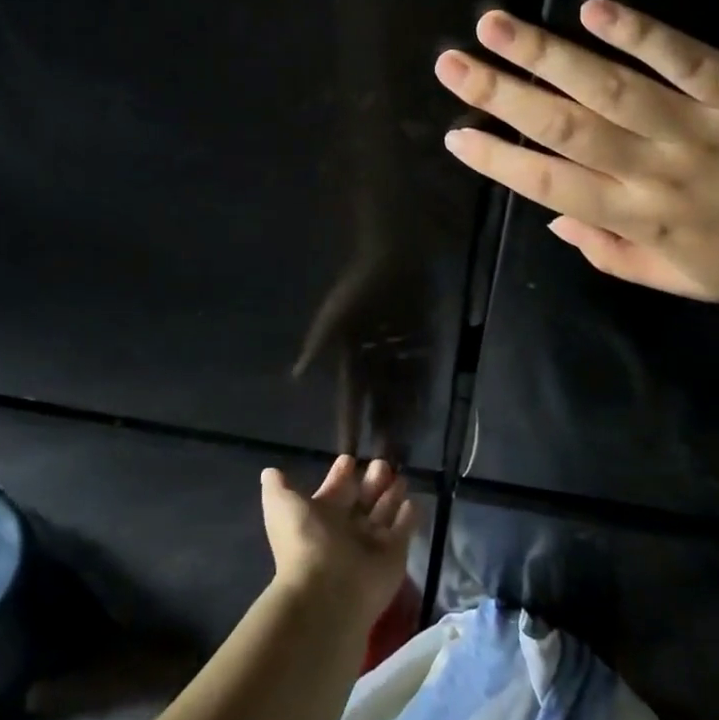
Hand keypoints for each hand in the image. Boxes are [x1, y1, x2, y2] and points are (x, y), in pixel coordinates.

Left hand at [260, 455, 417, 629]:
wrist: (328, 591)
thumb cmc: (305, 542)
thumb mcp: (282, 507)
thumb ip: (278, 488)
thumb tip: (269, 472)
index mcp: (320, 516)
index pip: (334, 490)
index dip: (340, 474)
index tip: (349, 459)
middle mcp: (346, 528)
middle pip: (362, 498)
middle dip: (372, 480)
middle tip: (382, 463)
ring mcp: (371, 542)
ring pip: (385, 511)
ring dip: (392, 494)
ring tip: (401, 477)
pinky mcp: (395, 554)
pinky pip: (404, 529)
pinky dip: (409, 516)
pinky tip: (412, 501)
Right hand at [292, 238, 428, 462]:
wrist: (394, 256)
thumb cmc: (360, 286)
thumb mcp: (334, 317)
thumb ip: (317, 346)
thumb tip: (293, 375)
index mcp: (353, 356)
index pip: (352, 399)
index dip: (350, 425)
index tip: (347, 454)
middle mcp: (375, 359)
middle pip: (379, 401)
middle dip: (381, 429)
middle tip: (384, 463)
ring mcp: (398, 351)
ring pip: (401, 392)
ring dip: (403, 416)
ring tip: (406, 446)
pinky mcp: (419, 341)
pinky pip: (421, 371)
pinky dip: (423, 391)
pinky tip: (425, 413)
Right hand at [433, 0, 718, 306]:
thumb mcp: (685, 282)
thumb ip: (614, 254)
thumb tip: (552, 219)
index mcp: (641, 221)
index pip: (551, 185)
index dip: (499, 160)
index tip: (456, 134)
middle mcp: (655, 172)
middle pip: (564, 128)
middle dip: (501, 94)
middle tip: (451, 64)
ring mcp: (696, 127)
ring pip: (607, 88)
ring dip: (546, 55)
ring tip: (494, 26)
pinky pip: (682, 57)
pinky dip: (638, 33)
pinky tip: (592, 8)